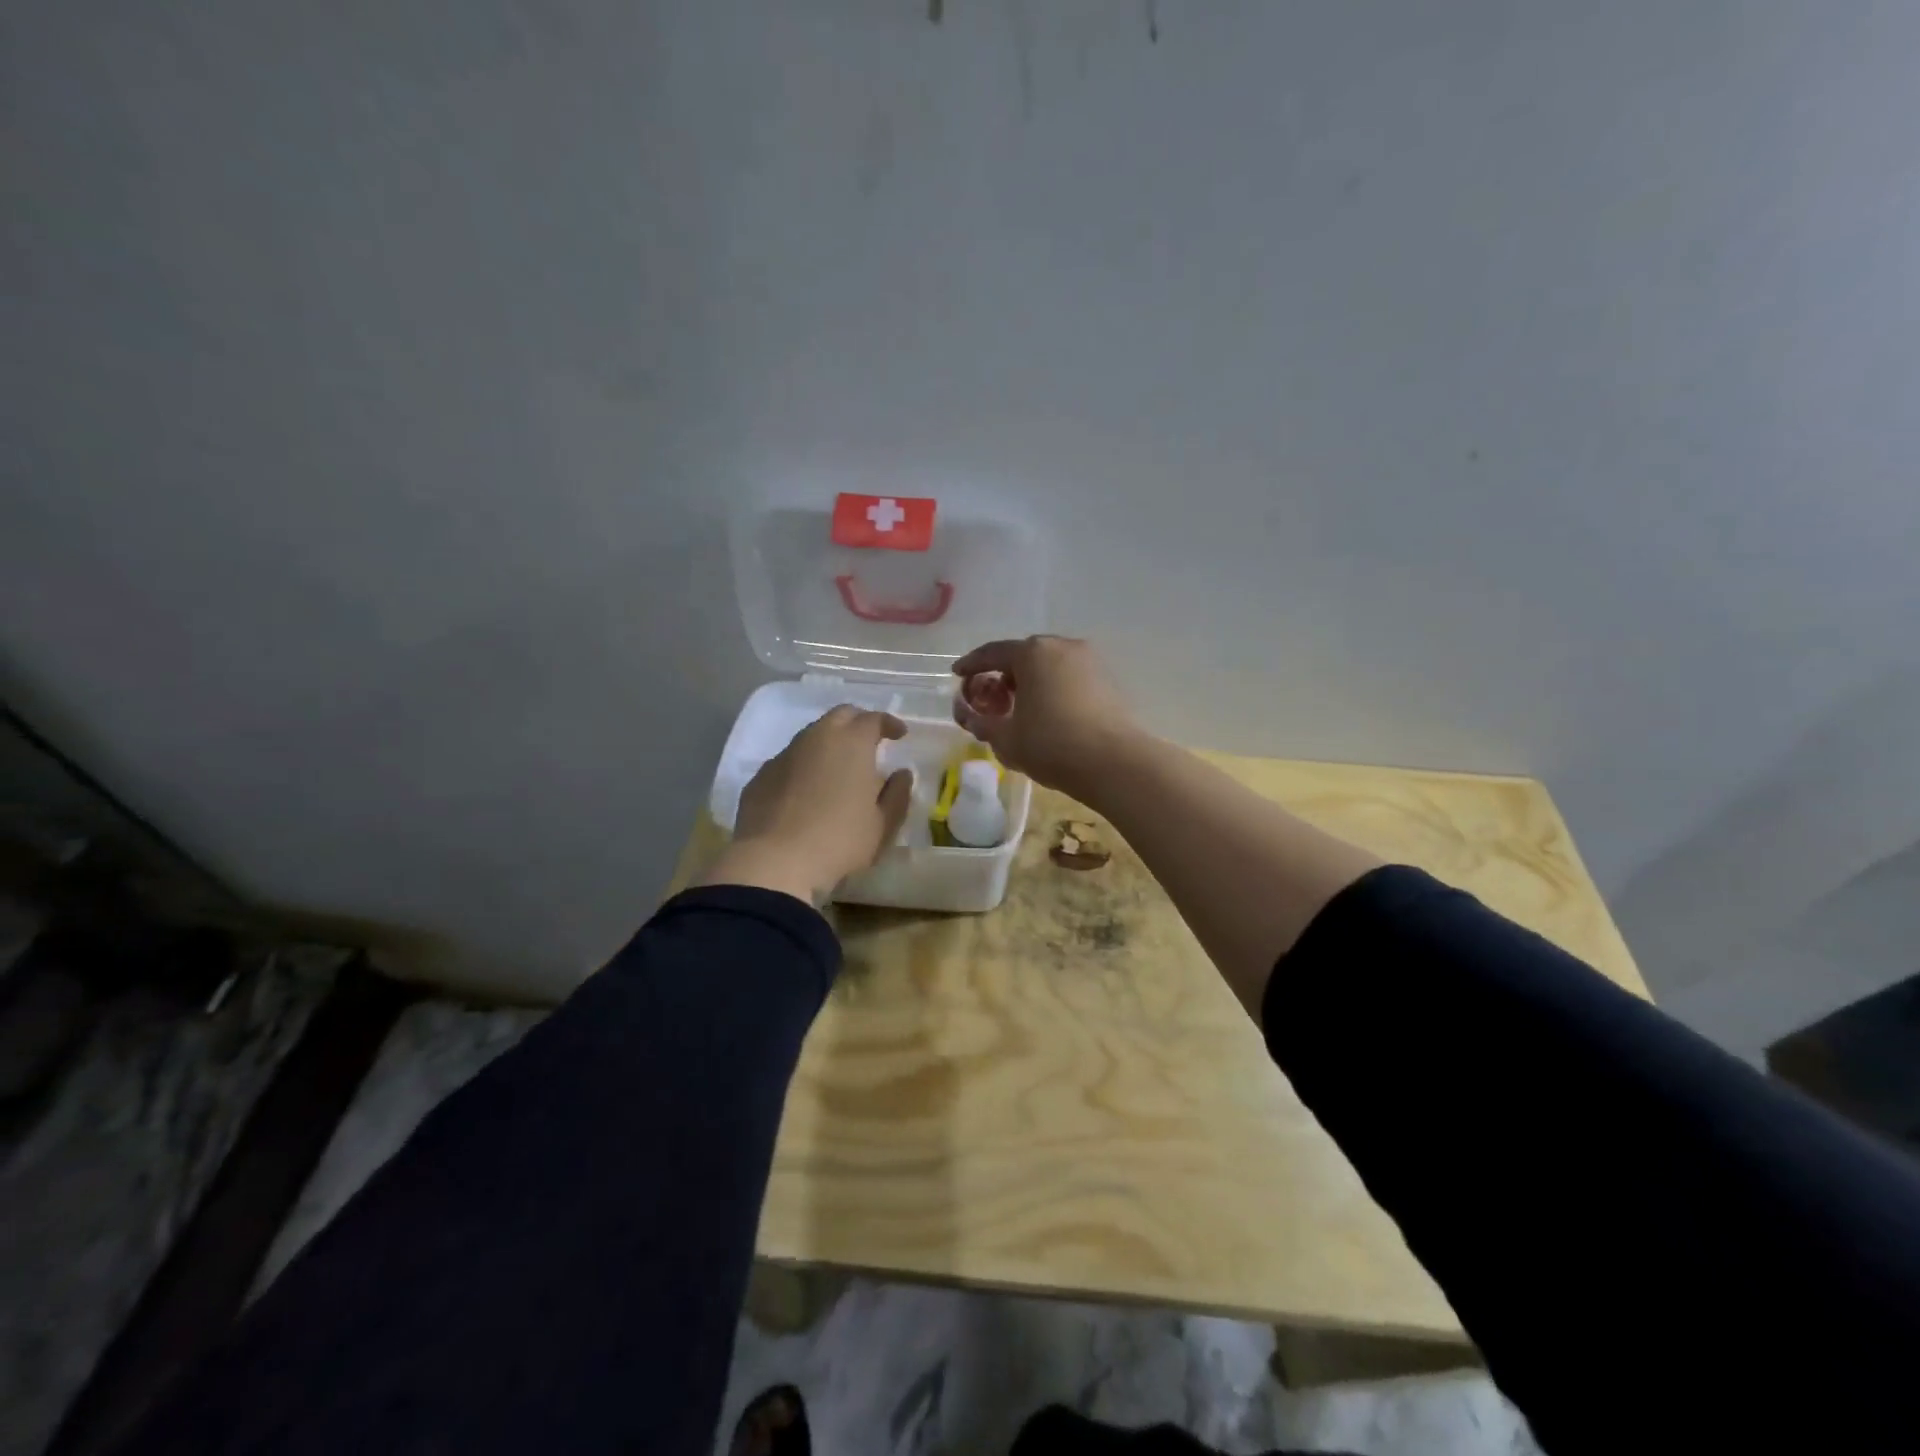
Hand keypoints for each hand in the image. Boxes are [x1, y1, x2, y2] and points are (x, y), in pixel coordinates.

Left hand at [698, 706, 914, 903]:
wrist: (774, 862)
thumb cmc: (839, 840)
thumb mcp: (882, 824)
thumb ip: (897, 794)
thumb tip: (901, 774)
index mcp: (852, 743)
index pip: (874, 719)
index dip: (889, 723)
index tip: (899, 734)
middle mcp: (816, 738)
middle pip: (840, 716)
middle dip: (858, 723)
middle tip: (869, 743)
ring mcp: (784, 755)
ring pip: (811, 736)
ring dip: (829, 744)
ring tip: (838, 769)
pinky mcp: (761, 776)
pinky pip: (789, 761)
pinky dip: (804, 766)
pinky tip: (807, 791)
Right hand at [951, 636, 1138, 798]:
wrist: (1115, 763)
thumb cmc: (1051, 745)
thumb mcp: (1004, 738)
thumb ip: (978, 721)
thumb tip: (966, 712)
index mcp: (1032, 653)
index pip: (992, 653)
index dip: (971, 665)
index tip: (957, 675)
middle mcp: (1061, 646)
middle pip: (1023, 656)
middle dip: (1002, 675)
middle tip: (990, 699)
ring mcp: (1089, 661)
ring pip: (1048, 666)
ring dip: (1029, 682)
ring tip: (1019, 709)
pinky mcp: (1107, 679)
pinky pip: (1068, 677)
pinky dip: (1051, 688)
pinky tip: (1047, 713)